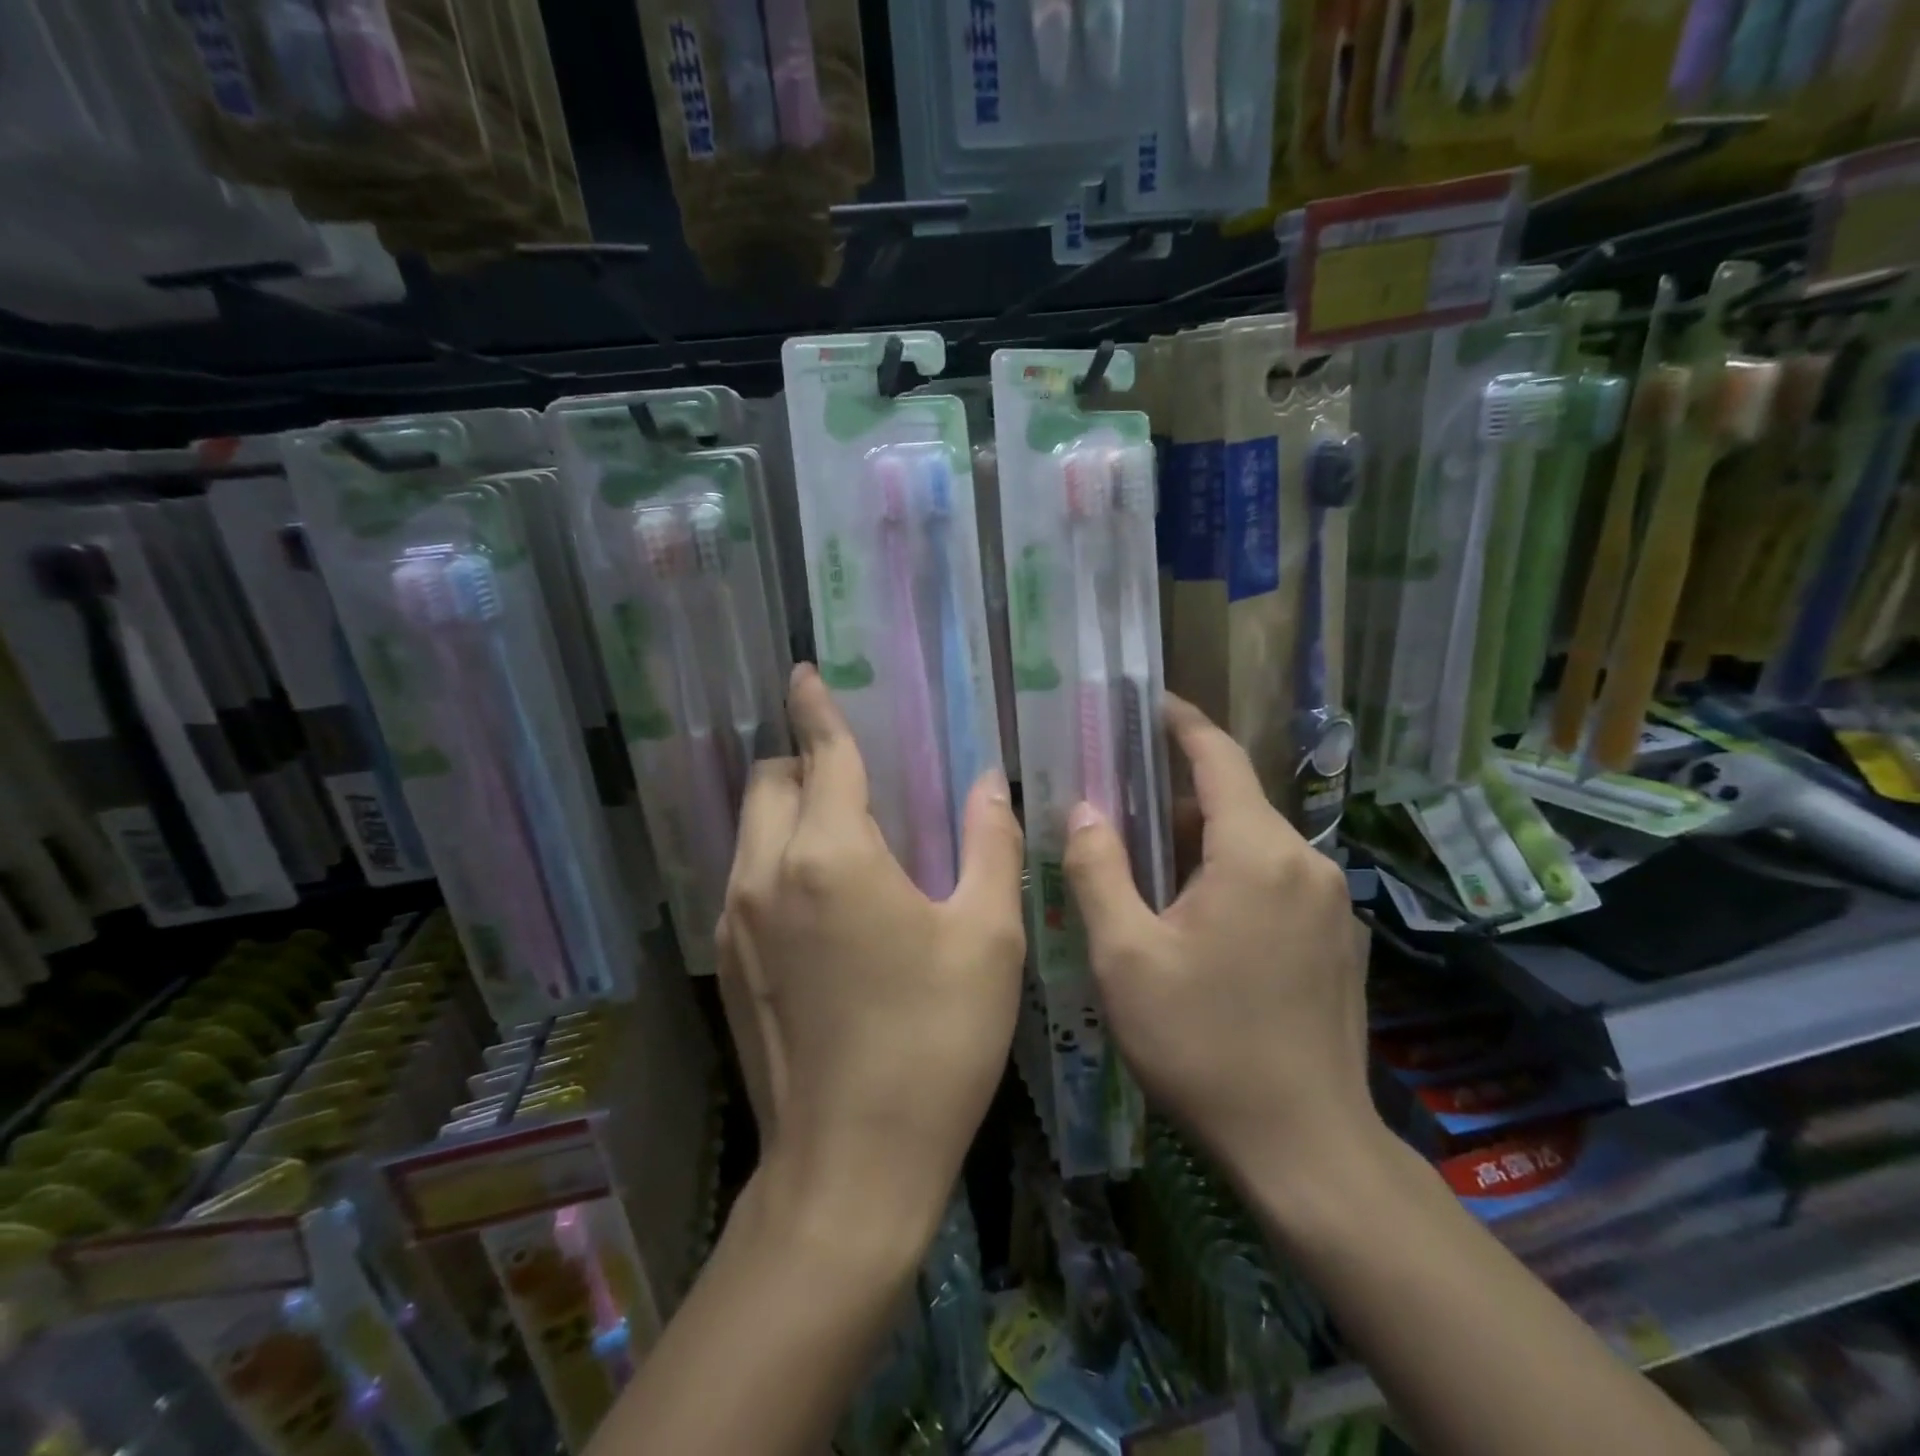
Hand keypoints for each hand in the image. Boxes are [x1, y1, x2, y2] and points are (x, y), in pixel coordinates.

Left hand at [717, 665, 1025, 1236]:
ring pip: (750, 827)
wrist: (850, 1166)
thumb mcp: (987, 936)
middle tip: (855, 775)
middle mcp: (766, 873)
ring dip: (787, 808)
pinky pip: (744, 875)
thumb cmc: (935, 1042)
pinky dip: (775, 855)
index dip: (816, 708)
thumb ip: (989, 844)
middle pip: (769, 780)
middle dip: (803, 759)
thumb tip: (987, 784)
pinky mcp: (727, 962)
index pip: (821, 754)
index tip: (805, 674)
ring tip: (843, 830)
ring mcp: (735, 920)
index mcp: (832, 855)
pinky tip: (822, 896)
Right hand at [1063, 696, 1375, 1184]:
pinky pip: (1276, 881)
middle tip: (1119, 808)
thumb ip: (1098, 870)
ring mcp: (1330, 904)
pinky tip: (1197, 920)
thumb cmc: (1201, 1045)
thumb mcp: (1125, 956)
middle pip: (1234, 803)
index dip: (1182, 724)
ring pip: (1254, 845)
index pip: (1218, 758)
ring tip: (1146, 870)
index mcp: (1256, 853)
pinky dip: (1231, 876)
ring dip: (1201, 843)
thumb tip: (1085, 810)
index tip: (1150, 702)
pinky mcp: (1338, 941)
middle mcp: (1306, 863)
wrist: (1305, 1146)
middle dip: (1176, 797)